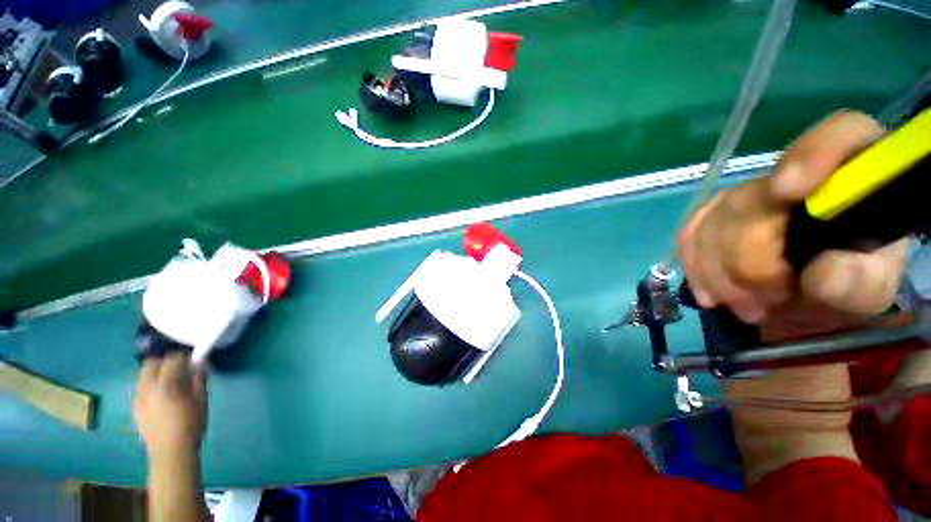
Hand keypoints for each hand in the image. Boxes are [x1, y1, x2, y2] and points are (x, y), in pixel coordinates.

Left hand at [134, 352, 207, 458]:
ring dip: (156, 372)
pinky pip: (140, 388)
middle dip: (164, 361)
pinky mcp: (135, 408)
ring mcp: (138, 398)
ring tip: (170, 381)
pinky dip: (150, 385)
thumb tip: (200, 364)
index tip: (193, 360)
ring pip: (142, 375)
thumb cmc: (191, 425)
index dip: (184, 356)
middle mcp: (148, 388)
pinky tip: (161, 395)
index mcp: (166, 385)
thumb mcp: (201, 400)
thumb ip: (199, 380)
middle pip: (151, 364)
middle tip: (179, 367)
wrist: (171, 452)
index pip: (172, 360)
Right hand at [679, 110, 907, 324]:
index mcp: (853, 174)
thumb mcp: (871, 289)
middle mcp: (794, 173)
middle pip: (750, 199)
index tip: (787, 191)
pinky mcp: (712, 215)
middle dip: (749, 257)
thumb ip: (859, 281)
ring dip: (721, 272)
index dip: (812, 155)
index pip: (839, 134)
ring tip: (746, 306)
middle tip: (767, 299)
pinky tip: (712, 293)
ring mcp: (747, 194)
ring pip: (711, 221)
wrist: (806, 289)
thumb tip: (821, 275)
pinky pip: (688, 235)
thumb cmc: (847, 283)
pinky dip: (696, 267)